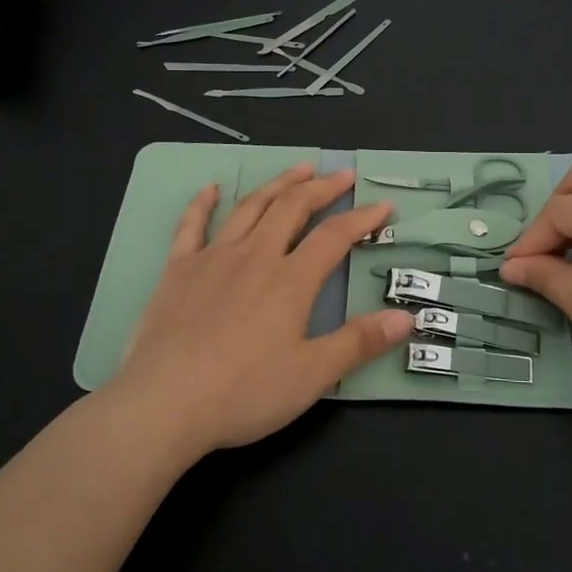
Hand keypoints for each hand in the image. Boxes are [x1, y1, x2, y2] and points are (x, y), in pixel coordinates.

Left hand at [105, 164, 413, 460]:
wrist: (164, 402)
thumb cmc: (243, 392)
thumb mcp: (311, 375)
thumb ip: (359, 343)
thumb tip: (406, 318)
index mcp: (291, 280)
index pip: (335, 236)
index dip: (363, 218)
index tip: (384, 205)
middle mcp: (255, 256)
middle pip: (293, 208)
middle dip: (321, 187)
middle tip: (342, 174)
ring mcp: (213, 258)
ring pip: (251, 207)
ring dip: (277, 184)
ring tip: (298, 169)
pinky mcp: (178, 270)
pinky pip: (192, 225)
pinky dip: (204, 203)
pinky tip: (212, 189)